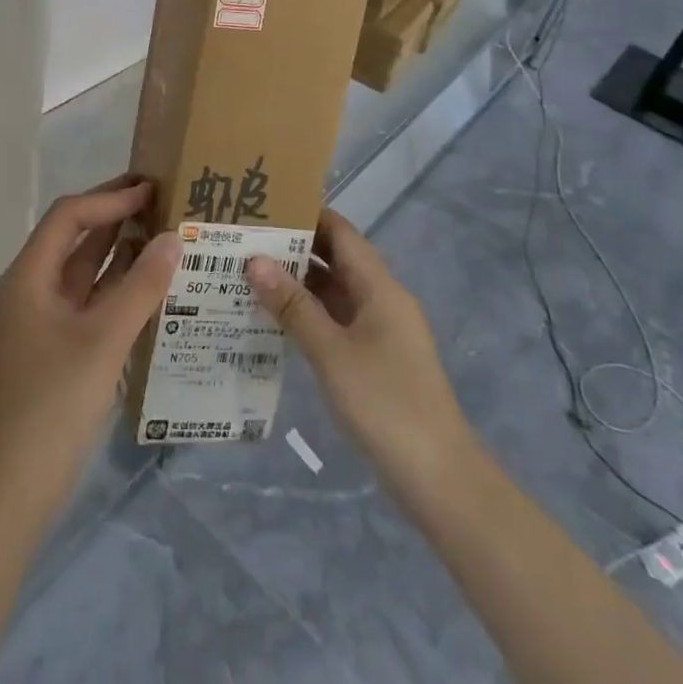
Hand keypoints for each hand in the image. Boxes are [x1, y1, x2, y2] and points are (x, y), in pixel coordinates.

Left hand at [0, 177, 180, 508]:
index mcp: (29, 276)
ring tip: (164, 233)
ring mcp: (43, 319)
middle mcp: (32, 289)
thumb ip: (141, 287)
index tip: (152, 189)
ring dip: (119, 250)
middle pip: (74, 238)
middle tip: (161, 200)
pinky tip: (151, 285)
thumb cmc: (54, 402)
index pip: (69, 217)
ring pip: (84, 270)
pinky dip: (117, 287)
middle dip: (114, 216)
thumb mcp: (103, 339)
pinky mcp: (57, 346)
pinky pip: (90, 301)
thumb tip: (174, 238)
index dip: (109, 199)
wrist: (14, 485)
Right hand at [247, 210, 475, 495]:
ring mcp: (380, 330)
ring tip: (247, 273)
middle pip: (336, 259)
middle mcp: (382, 299)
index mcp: (380, 287)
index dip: (306, 214)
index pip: (340, 232)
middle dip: (294, 247)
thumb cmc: (385, 403)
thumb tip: (254, 260)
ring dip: (297, 282)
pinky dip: (308, 313)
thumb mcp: (331, 352)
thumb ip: (293, 306)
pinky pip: (336, 320)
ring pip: (334, 291)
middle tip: (244, 240)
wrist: (438, 477)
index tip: (263, 207)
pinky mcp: (375, 358)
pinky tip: (274, 319)